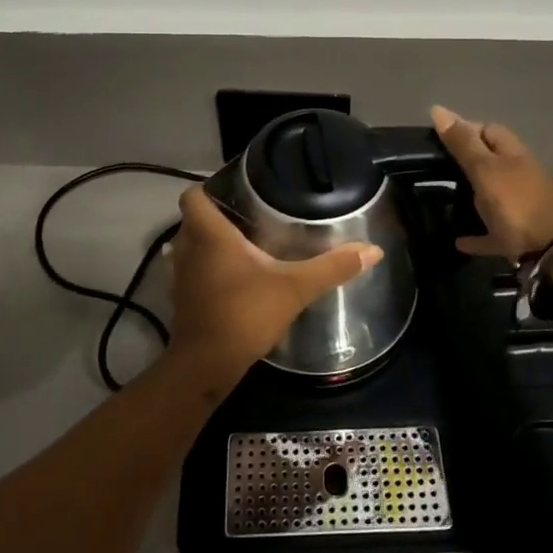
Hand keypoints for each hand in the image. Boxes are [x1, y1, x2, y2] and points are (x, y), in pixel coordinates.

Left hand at [166, 185, 382, 383]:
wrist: (206, 365)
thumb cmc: (245, 314)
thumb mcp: (295, 288)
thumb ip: (331, 267)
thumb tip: (373, 250)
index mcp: (209, 235)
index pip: (193, 196)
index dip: (209, 187)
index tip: (235, 187)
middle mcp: (188, 249)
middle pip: (193, 219)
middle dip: (216, 214)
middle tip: (250, 213)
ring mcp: (180, 276)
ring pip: (189, 246)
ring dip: (209, 243)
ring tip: (243, 242)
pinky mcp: (181, 300)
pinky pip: (191, 271)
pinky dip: (206, 268)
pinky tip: (233, 277)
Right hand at [430, 105, 552, 260]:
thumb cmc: (516, 204)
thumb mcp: (485, 169)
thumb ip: (463, 143)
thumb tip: (439, 110)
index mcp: (514, 154)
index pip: (489, 129)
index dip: (465, 128)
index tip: (438, 137)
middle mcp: (520, 175)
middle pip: (491, 161)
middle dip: (466, 161)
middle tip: (434, 167)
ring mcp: (521, 206)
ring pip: (492, 195)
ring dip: (471, 196)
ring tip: (442, 199)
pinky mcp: (519, 236)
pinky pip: (493, 231)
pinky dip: (477, 233)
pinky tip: (458, 240)